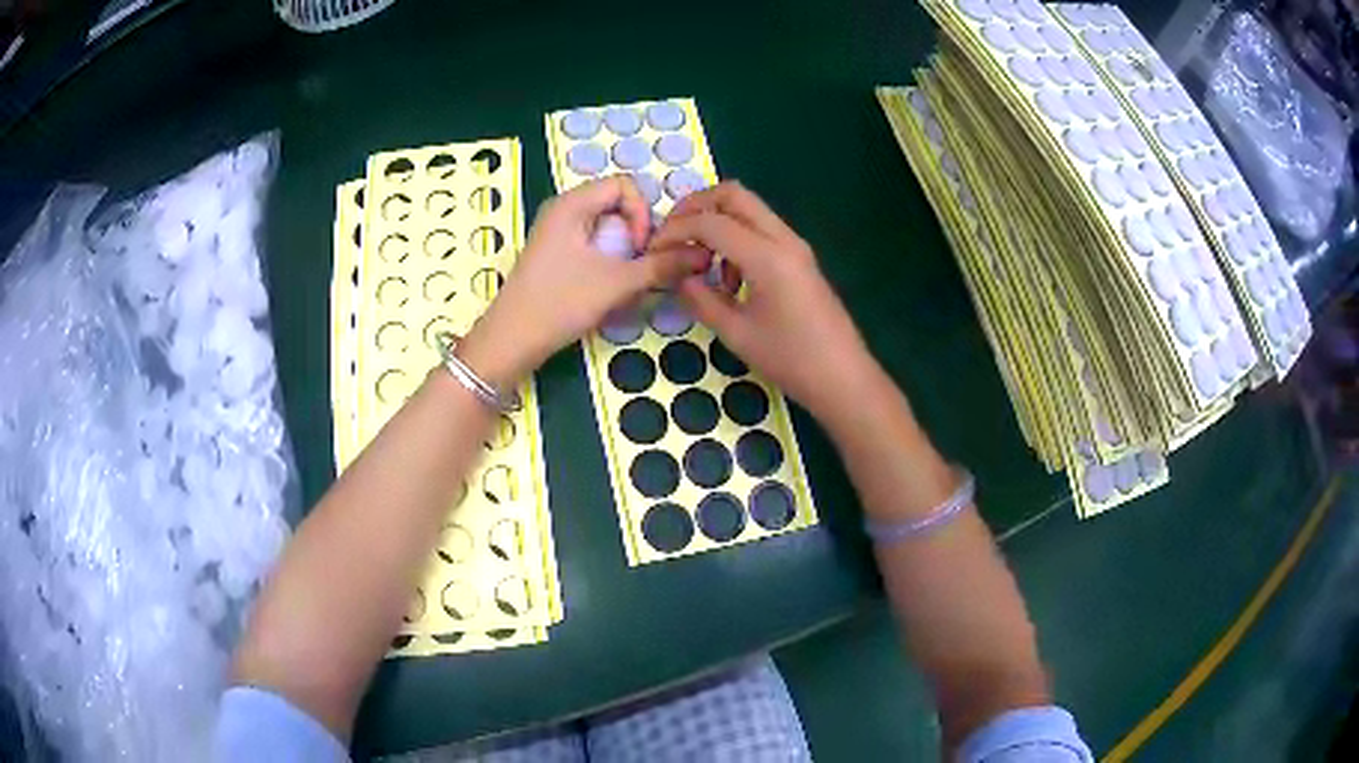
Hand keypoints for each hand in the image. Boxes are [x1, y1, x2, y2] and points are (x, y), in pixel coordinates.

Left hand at [459, 176, 707, 385]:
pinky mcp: (554, 254)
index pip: (624, 184)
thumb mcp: (616, 284)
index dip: (641, 212)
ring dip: (625, 250)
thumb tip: (702, 256)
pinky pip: (592, 243)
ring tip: (627, 280)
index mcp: (572, 203)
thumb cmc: (560, 303)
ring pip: (605, 227)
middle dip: (637, 233)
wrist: (511, 341)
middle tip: (642, 265)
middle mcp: (562, 209)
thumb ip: (661, 267)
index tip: (642, 248)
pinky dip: (608, 260)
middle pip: (616, 204)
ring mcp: (556, 232)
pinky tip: (609, 287)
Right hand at [648, 182, 877, 423]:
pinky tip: (730, 279)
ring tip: (701, 263)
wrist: (843, 377)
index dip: (675, 230)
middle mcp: (783, 239)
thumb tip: (679, 277)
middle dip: (696, 206)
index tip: (653, 251)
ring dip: (718, 222)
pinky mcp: (800, 258)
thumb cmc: (791, 360)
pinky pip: (762, 230)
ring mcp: (795, 246)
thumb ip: (701, 299)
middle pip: (733, 195)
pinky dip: (737, 237)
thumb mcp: (737, 334)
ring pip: (749, 209)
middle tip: (673, 235)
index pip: (710, 222)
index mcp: (766, 256)